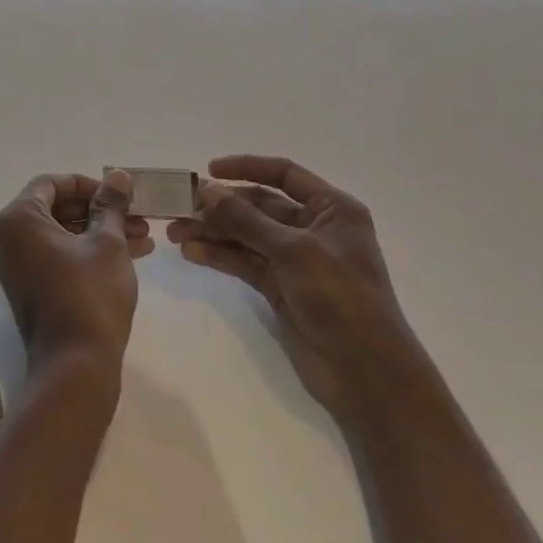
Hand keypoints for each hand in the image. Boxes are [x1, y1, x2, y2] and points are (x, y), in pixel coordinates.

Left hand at [0, 172, 152, 385]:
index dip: (88, 184)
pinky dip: (88, 252)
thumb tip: (118, 175)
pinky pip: (58, 257)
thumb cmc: (90, 295)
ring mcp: (16, 267)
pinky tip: (131, 254)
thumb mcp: (107, 243)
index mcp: (18, 219)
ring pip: (62, 235)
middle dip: (99, 210)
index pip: (52, 184)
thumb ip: (110, 205)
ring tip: (143, 237)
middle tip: (136, 216)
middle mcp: (8, 239)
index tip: (119, 195)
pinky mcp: (29, 289)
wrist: (75, 368)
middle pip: (57, 209)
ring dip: (100, 232)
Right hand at [168, 155, 416, 421]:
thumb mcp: (295, 251)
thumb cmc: (342, 299)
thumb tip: (206, 190)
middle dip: (220, 207)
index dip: (247, 168)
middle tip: (179, 208)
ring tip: (175, 233)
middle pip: (259, 206)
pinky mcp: (280, 288)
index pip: (284, 174)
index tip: (209, 170)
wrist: (366, 374)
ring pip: (246, 236)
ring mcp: (295, 260)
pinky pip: (244, 262)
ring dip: (213, 232)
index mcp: (332, 209)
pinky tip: (192, 253)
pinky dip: (219, 256)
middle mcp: (313, 228)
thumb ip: (247, 220)